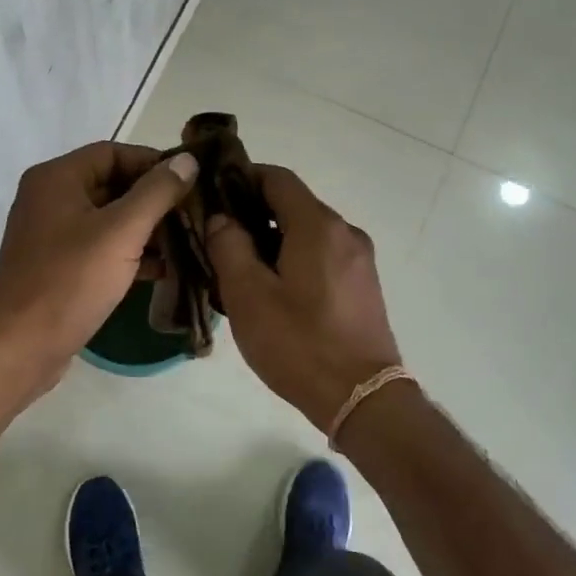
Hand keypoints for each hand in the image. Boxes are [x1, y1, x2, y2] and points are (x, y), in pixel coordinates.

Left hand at [0, 141, 198, 403]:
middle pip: (113, 185)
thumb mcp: (120, 232)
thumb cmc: (69, 281)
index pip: (113, 152)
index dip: (154, 162)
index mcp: (57, 179)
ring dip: (148, 229)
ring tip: (190, 241)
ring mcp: (53, 236)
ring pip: (110, 220)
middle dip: (155, 199)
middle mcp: (50, 199)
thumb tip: (188, 161)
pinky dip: (131, 254)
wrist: (19, 348)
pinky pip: (101, 249)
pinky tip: (166, 269)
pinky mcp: (60, 268)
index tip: (192, 180)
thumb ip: (157, 193)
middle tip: (196, 213)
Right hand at [205, 167, 401, 434]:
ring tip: (238, 267)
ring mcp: (360, 260)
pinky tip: (272, 290)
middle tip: (216, 236)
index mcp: (318, 226)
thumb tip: (222, 219)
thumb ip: (228, 246)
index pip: (278, 178)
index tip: (212, 192)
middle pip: (294, 205)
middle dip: (253, 212)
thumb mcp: (248, 295)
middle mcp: (345, 232)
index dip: (242, 177)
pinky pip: (322, 256)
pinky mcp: (363, 286)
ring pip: (307, 233)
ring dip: (272, 239)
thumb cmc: (299, 344)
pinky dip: (294, 259)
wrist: (362, 398)